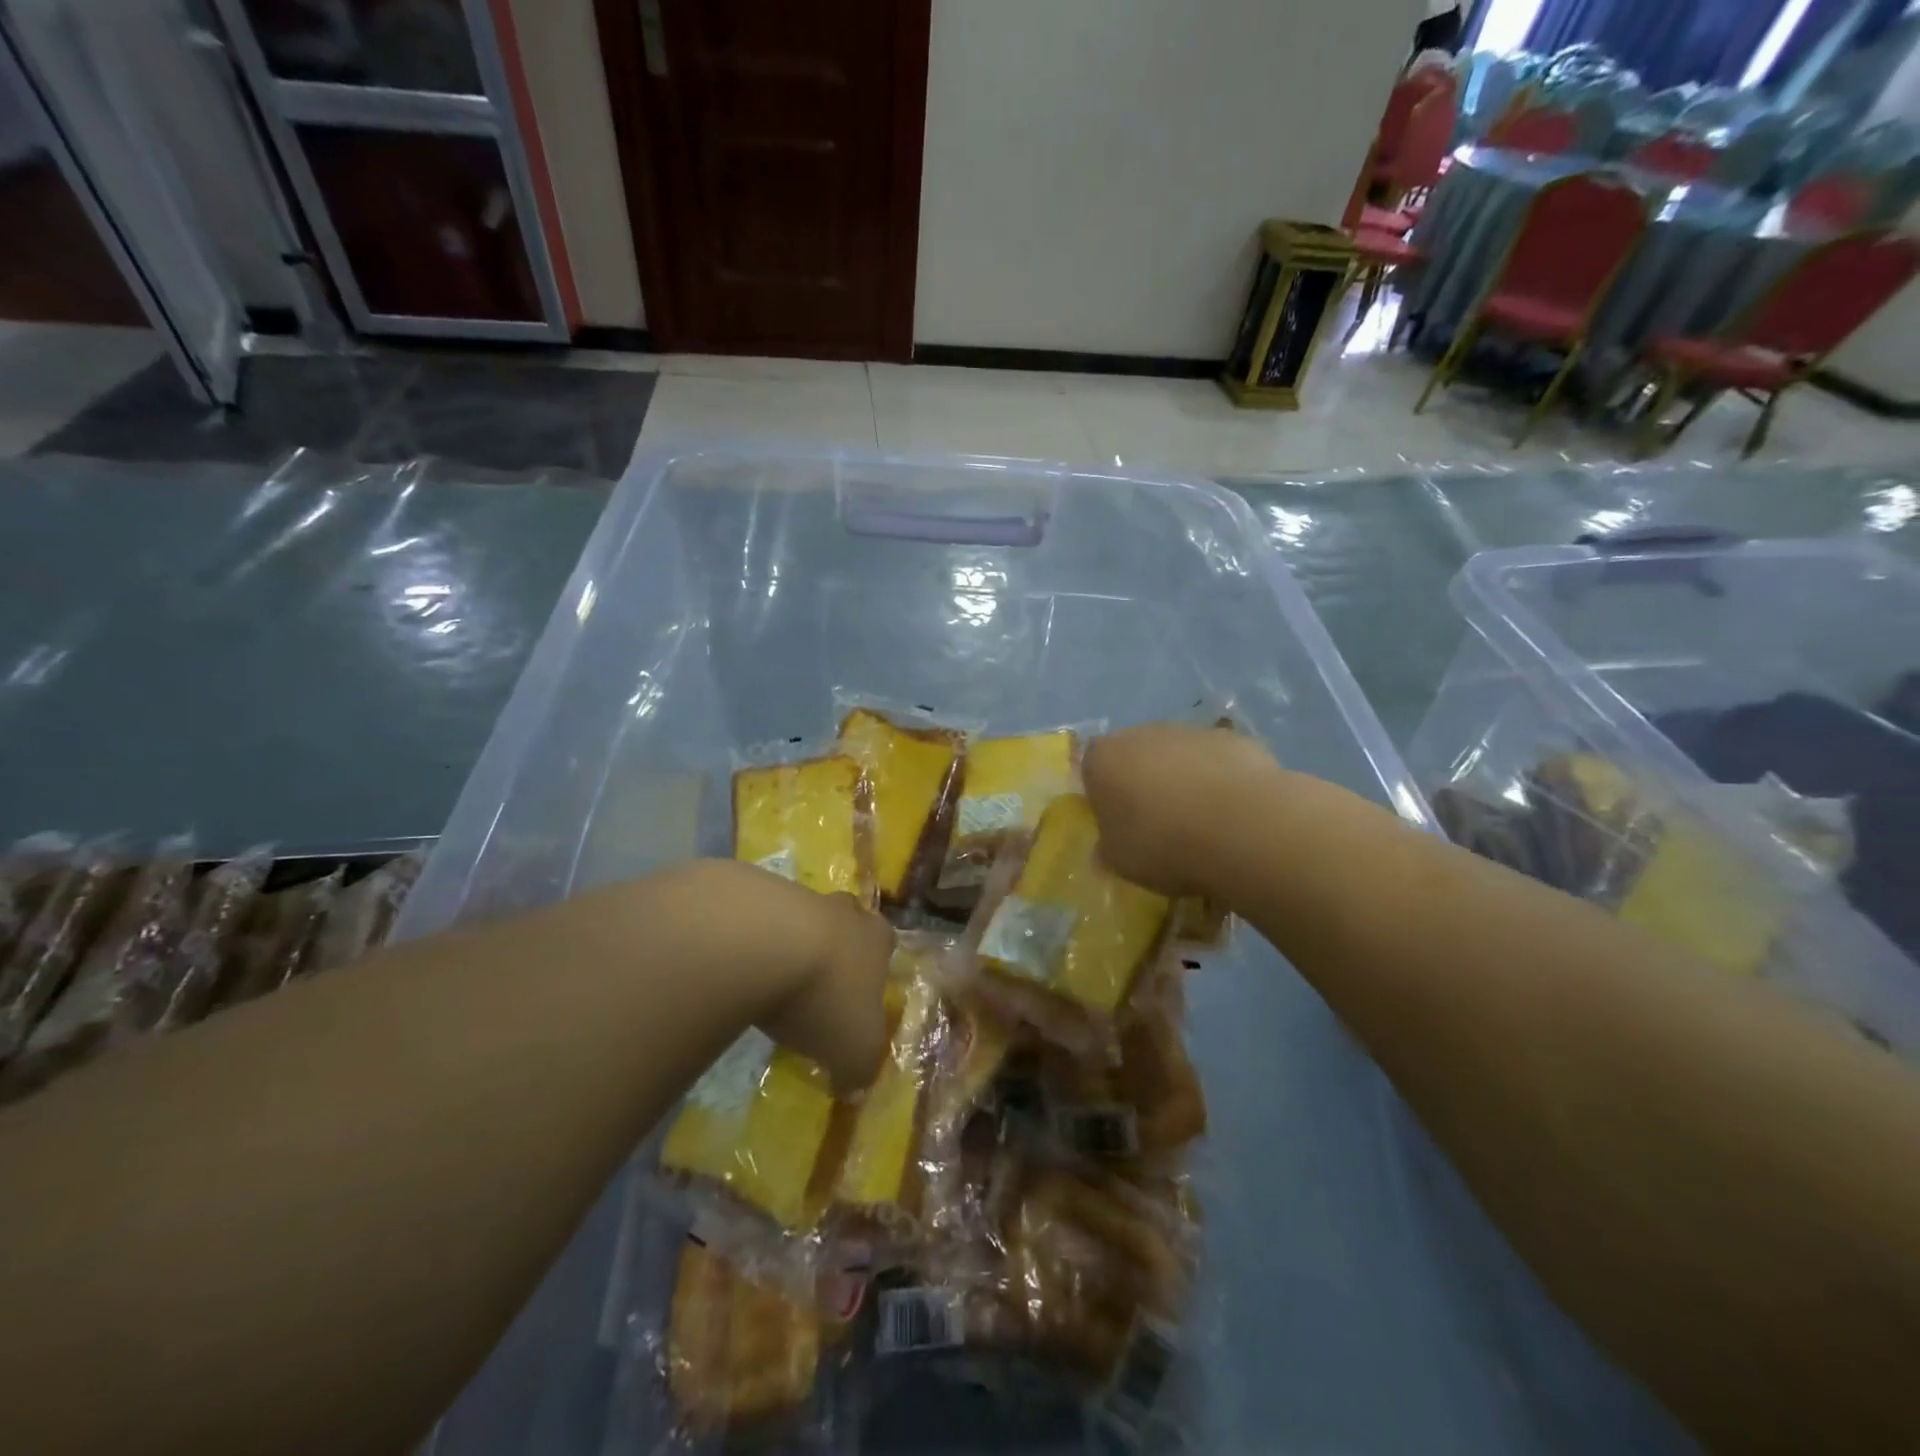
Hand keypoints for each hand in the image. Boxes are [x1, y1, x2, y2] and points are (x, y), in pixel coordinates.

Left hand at [670, 861, 892, 1093]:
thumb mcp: (854, 1051)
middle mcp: (843, 911)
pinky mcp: (752, 894)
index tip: (855, 995)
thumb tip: (854, 1088)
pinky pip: (756, 919)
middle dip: (834, 946)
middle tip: (815, 981)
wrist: (763, 945)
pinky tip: (735, 969)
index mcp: (875, 941)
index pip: (884, 944)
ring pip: (799, 917)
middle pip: (845, 920)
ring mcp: (797, 896)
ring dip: (788, 943)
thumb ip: (859, 1069)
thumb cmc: (824, 997)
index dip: (872, 968)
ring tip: (767, 981)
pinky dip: (749, 941)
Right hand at [1082, 723, 1278, 896]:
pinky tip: (1235, 815)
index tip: (1118, 822)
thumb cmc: (1163, 844)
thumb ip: (1108, 848)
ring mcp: (1191, 732)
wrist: (1241, 827)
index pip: (1092, 767)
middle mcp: (1142, 733)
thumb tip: (1107, 847)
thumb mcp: (1120, 861)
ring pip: (1180, 756)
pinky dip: (1222, 781)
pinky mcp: (1235, 739)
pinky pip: (1218, 762)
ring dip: (1185, 780)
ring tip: (1203, 824)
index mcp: (1104, 758)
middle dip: (1145, 782)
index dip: (1104, 794)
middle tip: (1160, 824)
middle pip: (1137, 755)